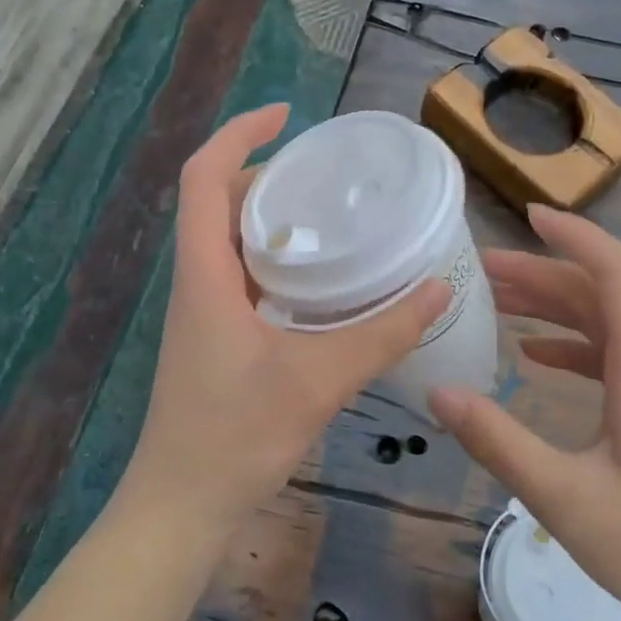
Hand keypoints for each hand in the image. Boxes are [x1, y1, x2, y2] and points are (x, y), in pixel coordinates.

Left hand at [116, 105, 448, 544]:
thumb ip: (382, 333)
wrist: (181, 505)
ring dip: (271, 216)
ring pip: (229, 239)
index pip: (203, 176)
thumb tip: (440, 288)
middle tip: (325, 172)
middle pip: (217, 200)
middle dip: (264, 171)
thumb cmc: (235, 436)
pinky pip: (240, 274)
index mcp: (205, 273)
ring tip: (329, 213)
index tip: (285, 115)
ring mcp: (202, 310)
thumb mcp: (318, 380)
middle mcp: (196, 280)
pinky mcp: (214, 335)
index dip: (238, 134)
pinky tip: (318, 279)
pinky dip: (274, 257)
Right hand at [429, 206, 620, 620]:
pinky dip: (575, 345)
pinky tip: (538, 356)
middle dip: (541, 274)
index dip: (573, 236)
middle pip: (602, 294)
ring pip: (609, 325)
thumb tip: (438, 391)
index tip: (528, 215)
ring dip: (555, 308)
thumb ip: (497, 439)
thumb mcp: (563, 496)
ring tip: (497, 303)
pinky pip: (619, 356)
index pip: (614, 271)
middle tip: (481, 270)